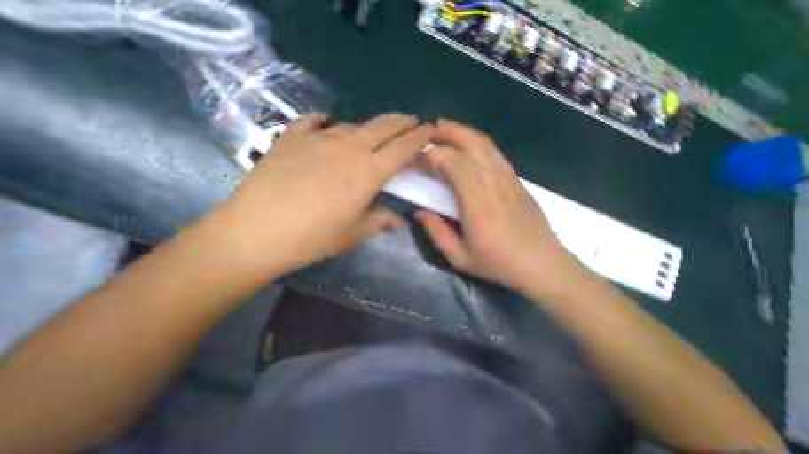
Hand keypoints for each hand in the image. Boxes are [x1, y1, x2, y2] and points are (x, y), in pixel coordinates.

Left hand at [214, 114, 428, 277]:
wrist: (257, 230)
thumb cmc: (312, 238)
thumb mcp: (352, 234)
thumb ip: (379, 221)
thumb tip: (399, 220)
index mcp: (369, 171)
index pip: (403, 148)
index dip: (419, 137)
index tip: (429, 130)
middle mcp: (349, 147)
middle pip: (383, 125)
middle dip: (402, 121)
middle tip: (411, 122)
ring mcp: (319, 137)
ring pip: (352, 124)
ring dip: (367, 128)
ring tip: (369, 136)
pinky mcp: (292, 136)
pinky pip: (314, 121)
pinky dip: (325, 122)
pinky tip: (325, 126)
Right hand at [414, 119, 570, 291]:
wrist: (541, 262)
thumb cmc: (499, 263)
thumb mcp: (461, 259)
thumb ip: (438, 235)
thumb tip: (419, 213)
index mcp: (478, 203)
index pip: (453, 164)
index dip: (432, 156)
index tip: (415, 159)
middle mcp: (493, 183)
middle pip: (469, 145)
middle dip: (444, 133)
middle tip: (424, 133)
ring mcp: (507, 177)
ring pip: (483, 144)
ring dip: (460, 133)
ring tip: (441, 131)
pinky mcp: (516, 178)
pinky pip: (494, 152)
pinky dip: (476, 142)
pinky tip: (465, 145)